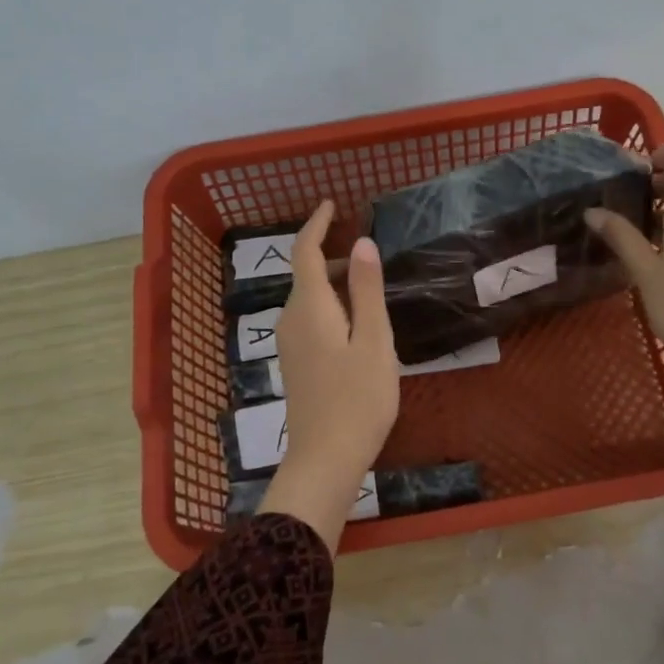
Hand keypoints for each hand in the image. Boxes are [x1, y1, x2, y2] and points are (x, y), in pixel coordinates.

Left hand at [257, 201, 399, 549]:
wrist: (325, 458)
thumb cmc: (358, 399)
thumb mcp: (374, 341)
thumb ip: (368, 291)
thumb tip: (362, 244)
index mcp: (310, 308)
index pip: (305, 252)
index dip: (317, 224)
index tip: (332, 204)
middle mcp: (291, 320)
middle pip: (307, 275)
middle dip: (333, 255)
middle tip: (369, 253)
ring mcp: (290, 344)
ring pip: (309, 299)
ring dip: (334, 283)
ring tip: (370, 287)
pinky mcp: (296, 364)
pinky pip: (310, 319)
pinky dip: (330, 306)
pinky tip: (356, 324)